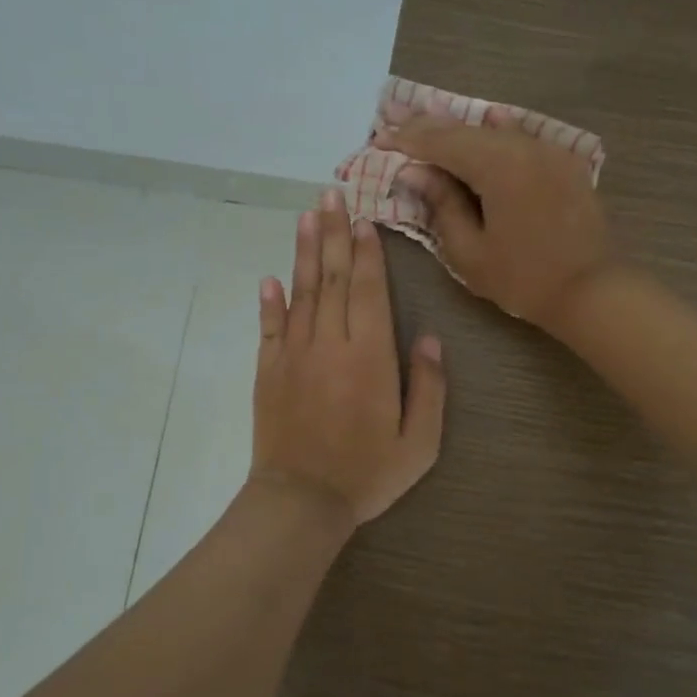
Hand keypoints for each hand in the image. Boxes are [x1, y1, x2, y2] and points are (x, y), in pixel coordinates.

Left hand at [250, 188, 446, 527]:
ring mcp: (294, 355)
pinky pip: (269, 328)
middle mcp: (330, 344)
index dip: (366, 252)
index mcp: (370, 357)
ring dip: (305, 253)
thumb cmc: (368, 473)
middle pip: (332, 279)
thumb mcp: (419, 441)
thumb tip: (429, 338)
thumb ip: (428, 386)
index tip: (363, 219)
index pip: (367, 290)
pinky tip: (269, 278)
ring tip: (306, 217)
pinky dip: (269, 302)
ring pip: (301, 293)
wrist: (302, 501)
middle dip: (333, 234)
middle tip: (330, 195)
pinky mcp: (268, 371)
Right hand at [375, 108, 612, 330]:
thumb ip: (441, 205)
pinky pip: (522, 139)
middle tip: (394, 117)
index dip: (409, 140)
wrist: (591, 290)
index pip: (442, 143)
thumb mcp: (469, 251)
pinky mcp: (564, 162)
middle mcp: (524, 146)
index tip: (380, 138)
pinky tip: (489, 119)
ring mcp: (549, 151)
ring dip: (461, 129)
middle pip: (467, 130)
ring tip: (429, 119)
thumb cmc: (523, 279)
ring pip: (495, 131)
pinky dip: (498, 133)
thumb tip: (415, 172)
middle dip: (429, 126)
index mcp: (498, 166)